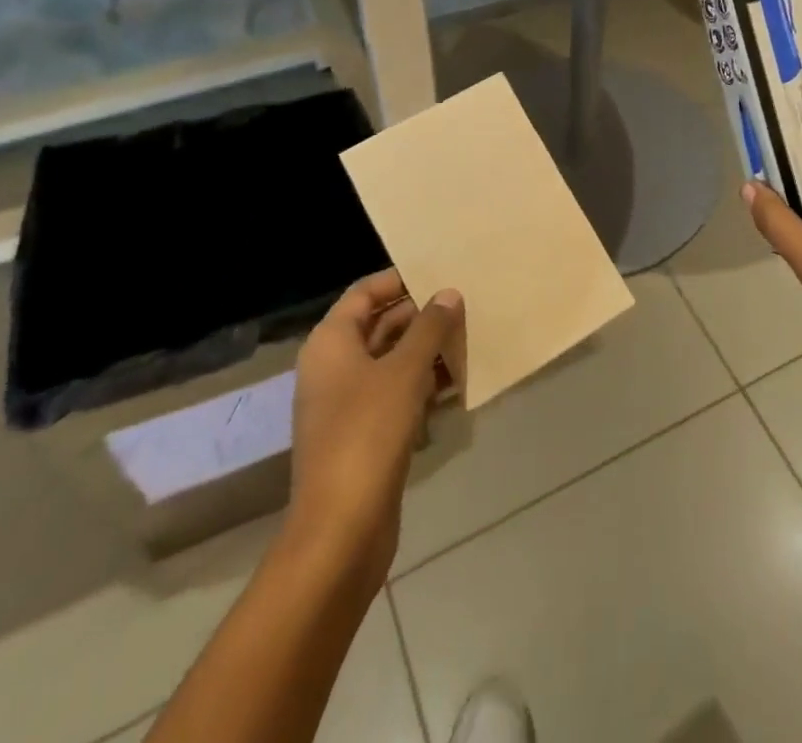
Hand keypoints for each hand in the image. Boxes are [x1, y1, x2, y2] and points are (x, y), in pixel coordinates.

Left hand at [284, 270, 461, 595]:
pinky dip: (424, 384)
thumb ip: (429, 327)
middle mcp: (334, 367)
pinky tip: (458, 384)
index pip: (365, 293)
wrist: (341, 529)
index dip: (400, 278)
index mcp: (331, 343)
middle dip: (422, 316)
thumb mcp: (405, 371)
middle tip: (466, 305)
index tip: (441, 272)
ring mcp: (347, 403)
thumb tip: (448, 293)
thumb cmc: (368, 433)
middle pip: (380, 325)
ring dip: (428, 351)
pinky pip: (396, 394)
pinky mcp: (364, 434)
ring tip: (470, 339)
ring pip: (392, 361)